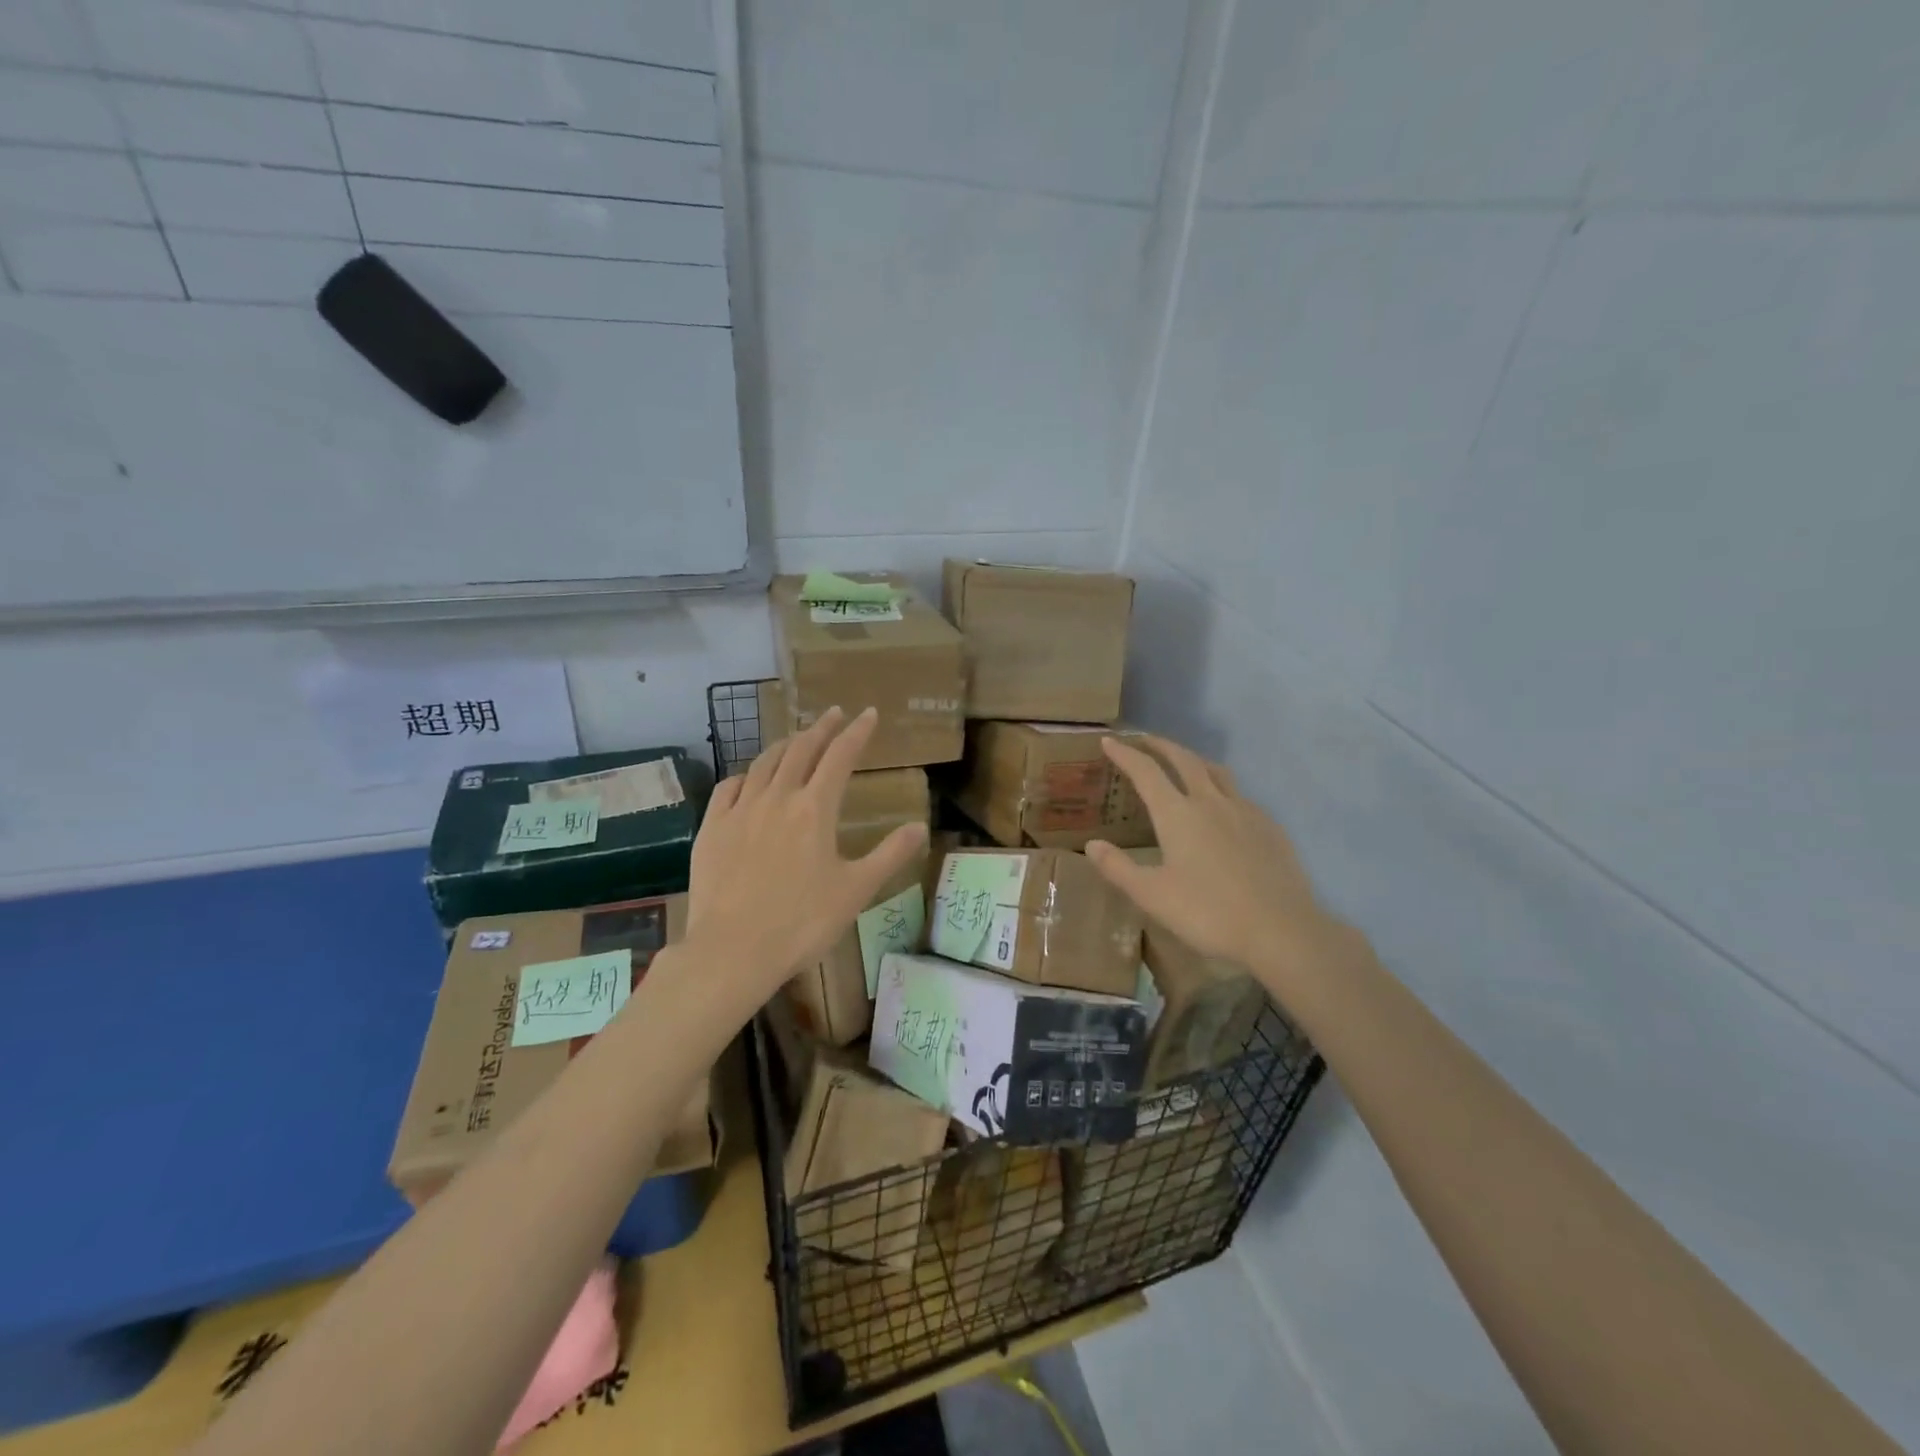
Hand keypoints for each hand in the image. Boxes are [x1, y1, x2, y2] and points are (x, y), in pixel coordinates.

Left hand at [685, 706, 927, 1004]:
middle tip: (833, 714)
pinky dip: (746, 774)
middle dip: (821, 728)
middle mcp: (777, 798)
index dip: (856, 732)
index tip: (868, 714)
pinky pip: (729, 787)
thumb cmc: (802, 922)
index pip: (840, 757)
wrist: (732, 951)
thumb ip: (890, 854)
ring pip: (764, 763)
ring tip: (796, 738)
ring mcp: (740, 811)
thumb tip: (920, 826)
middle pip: (801, 750)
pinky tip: (748, 778)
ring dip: (785, 745)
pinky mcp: (711, 829)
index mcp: (815, 809)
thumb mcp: (856, 890)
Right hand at [1086, 735, 1344, 993]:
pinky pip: (1239, 795)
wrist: (1281, 930)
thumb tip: (1092, 844)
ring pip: (1216, 772)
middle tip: (1143, 740)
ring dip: (1193, 759)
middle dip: (1160, 745)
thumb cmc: (1208, 913)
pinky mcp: (1269, 827)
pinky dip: (1221, 787)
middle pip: (1183, 760)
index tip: (1109, 741)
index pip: (1146, 771)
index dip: (1125, 754)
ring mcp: (1245, 811)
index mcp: (1178, 814)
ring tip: (1182, 762)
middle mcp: (1210, 802)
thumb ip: (1118, 868)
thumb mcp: (1152, 895)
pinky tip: (1222, 806)